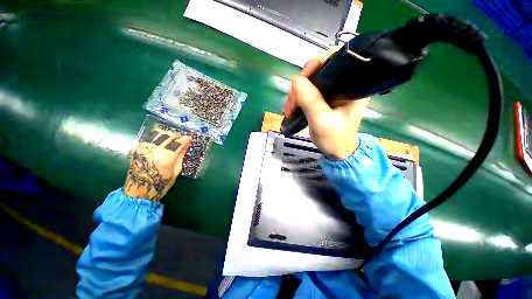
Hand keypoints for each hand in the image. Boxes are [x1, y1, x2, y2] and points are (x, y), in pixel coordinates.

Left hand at [124, 129, 191, 200]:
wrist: (138, 192)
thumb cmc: (161, 184)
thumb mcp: (176, 171)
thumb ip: (181, 156)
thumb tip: (186, 145)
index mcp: (166, 157)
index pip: (179, 142)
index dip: (186, 139)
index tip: (190, 138)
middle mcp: (154, 149)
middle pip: (168, 135)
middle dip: (177, 136)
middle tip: (181, 140)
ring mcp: (144, 147)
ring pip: (158, 132)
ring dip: (167, 134)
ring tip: (171, 140)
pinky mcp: (137, 148)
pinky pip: (150, 137)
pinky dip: (158, 138)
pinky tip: (161, 144)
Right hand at [283, 48, 369, 159]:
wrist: (336, 151)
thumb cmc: (335, 138)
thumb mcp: (322, 121)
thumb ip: (311, 101)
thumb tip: (296, 81)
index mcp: (351, 85)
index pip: (334, 59)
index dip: (314, 66)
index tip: (300, 84)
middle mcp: (341, 83)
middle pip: (315, 71)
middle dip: (299, 88)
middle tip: (291, 107)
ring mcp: (330, 91)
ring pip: (307, 82)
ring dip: (294, 96)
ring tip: (289, 112)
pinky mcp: (322, 98)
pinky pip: (305, 92)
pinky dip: (295, 100)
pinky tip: (291, 110)